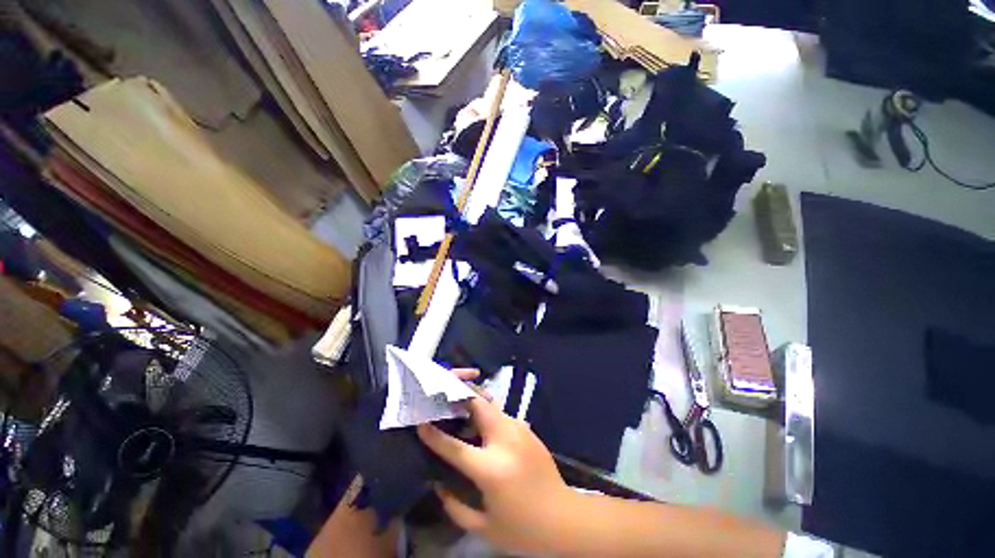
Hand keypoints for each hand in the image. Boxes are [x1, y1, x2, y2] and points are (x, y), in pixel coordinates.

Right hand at [417, 394, 573, 554]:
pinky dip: (488, 417)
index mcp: (492, 468)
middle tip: (445, 399)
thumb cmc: (523, 530)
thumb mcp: (483, 526)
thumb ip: (454, 506)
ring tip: (461, 413)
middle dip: (460, 397)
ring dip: (474, 405)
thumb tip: (437, 484)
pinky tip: (483, 430)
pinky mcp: (528, 429)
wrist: (565, 520)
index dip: (434, 434)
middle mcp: (506, 440)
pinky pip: (502, 416)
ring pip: (492, 406)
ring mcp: (520, 430)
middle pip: (479, 405)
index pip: (455, 446)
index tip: (421, 423)